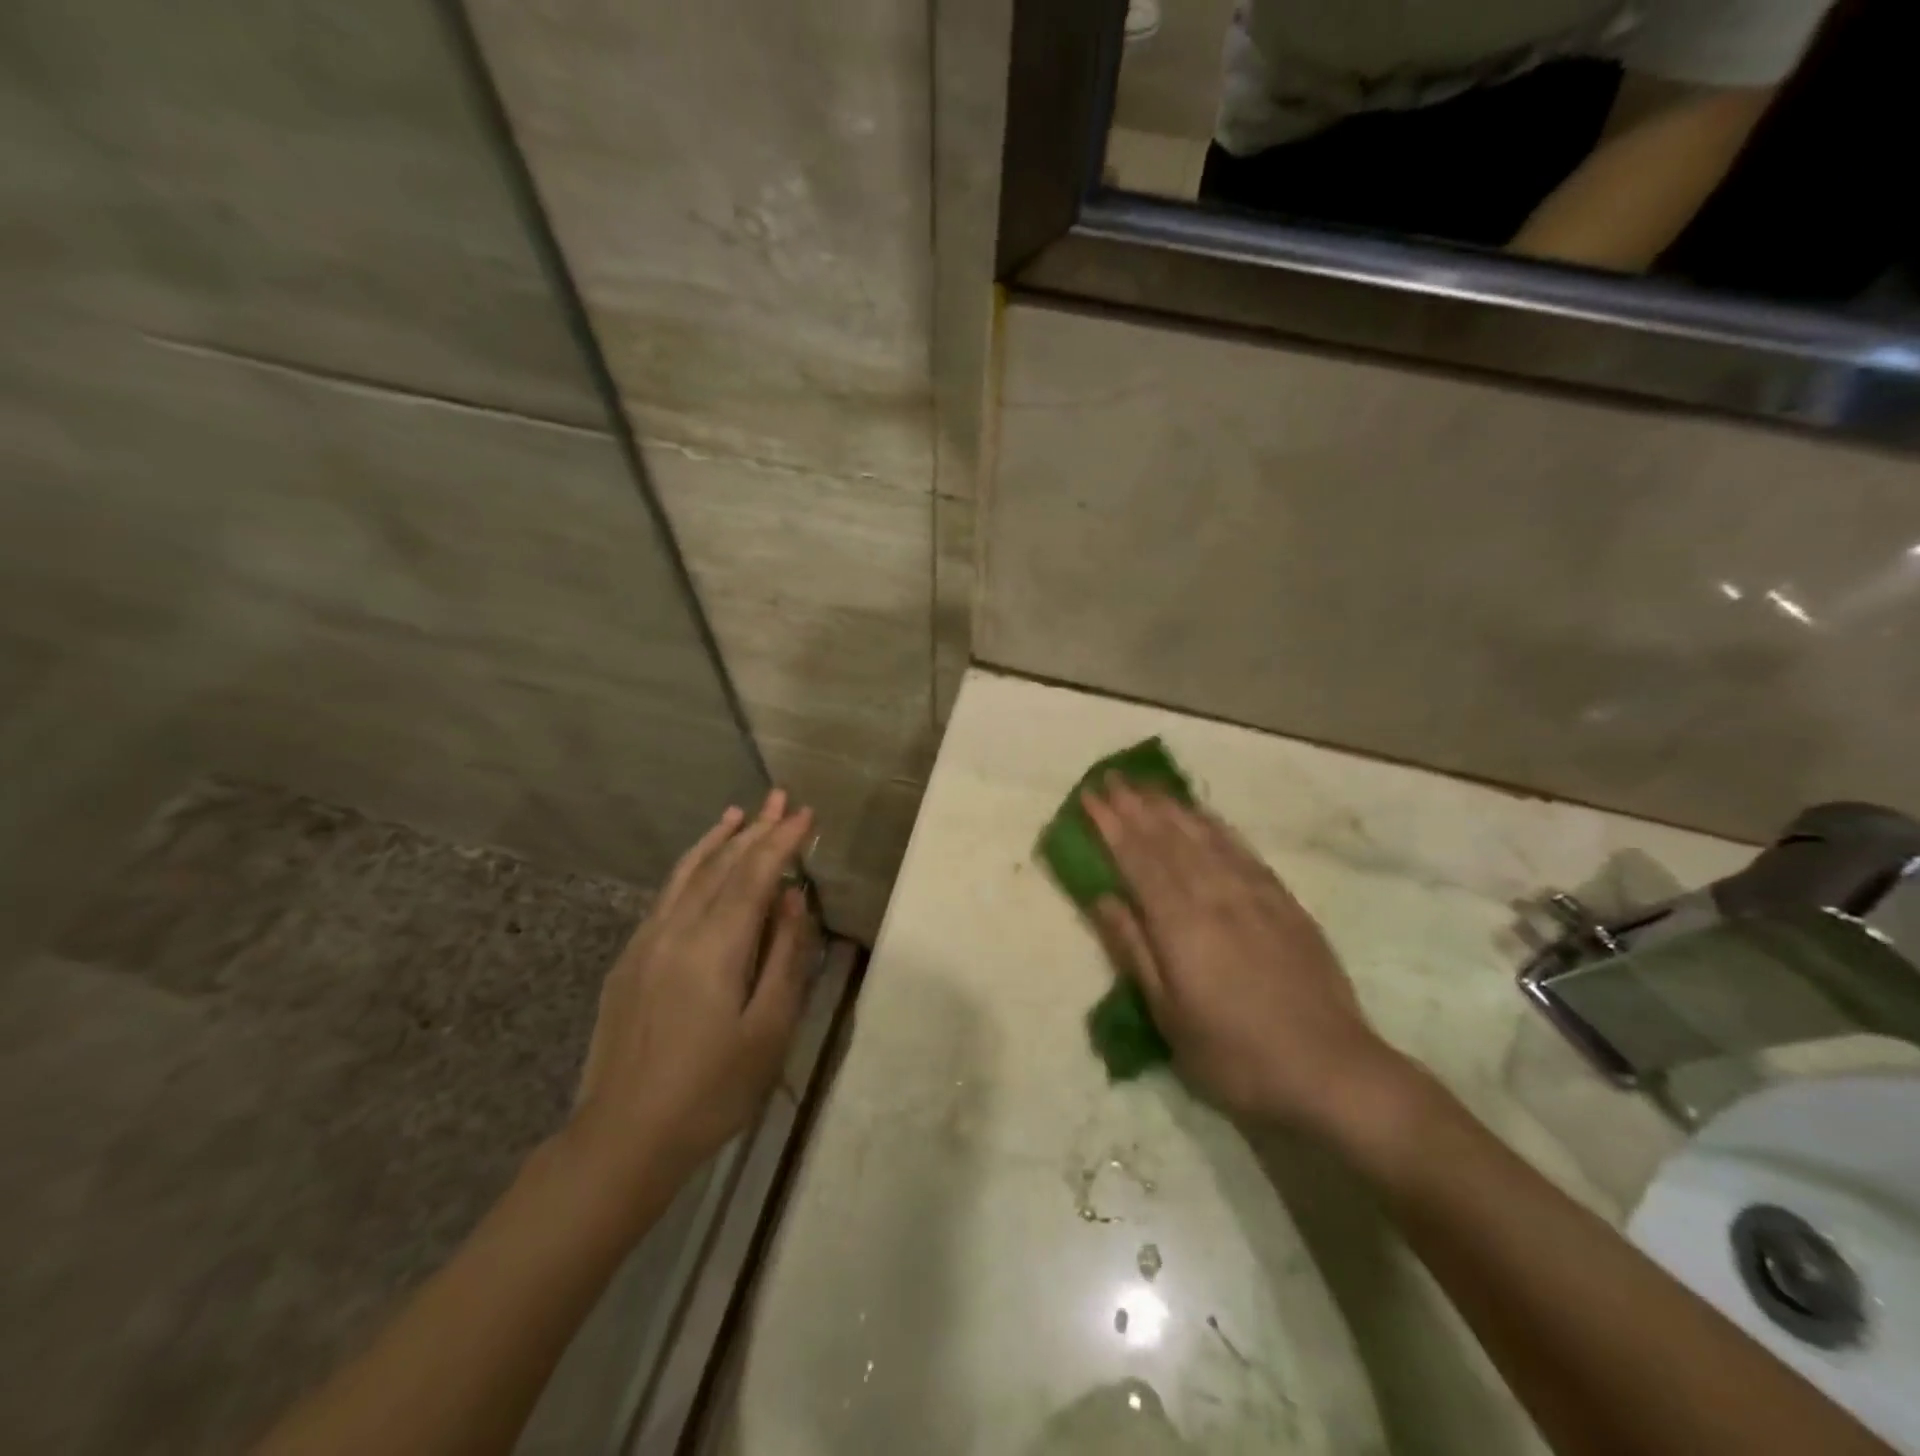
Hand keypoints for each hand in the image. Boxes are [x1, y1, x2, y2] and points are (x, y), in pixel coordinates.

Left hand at [569, 791, 817, 1188]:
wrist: (622, 1139)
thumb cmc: (711, 1090)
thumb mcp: (768, 1029)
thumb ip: (784, 956)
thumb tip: (793, 898)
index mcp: (714, 947)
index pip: (754, 875)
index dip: (782, 841)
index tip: (805, 813)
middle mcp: (675, 931)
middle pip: (721, 866)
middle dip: (755, 829)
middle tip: (781, 797)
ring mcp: (645, 943)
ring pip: (686, 875)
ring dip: (717, 840)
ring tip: (738, 813)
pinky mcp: (629, 961)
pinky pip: (665, 896)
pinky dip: (689, 869)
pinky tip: (698, 865)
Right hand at [1082, 780, 1408, 1130]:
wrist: (1331, 1071)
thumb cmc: (1235, 1055)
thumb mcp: (1169, 1016)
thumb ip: (1134, 949)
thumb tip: (1102, 898)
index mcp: (1179, 922)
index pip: (1136, 858)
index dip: (1110, 824)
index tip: (1090, 795)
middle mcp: (1214, 894)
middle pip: (1168, 838)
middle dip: (1136, 805)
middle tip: (1112, 777)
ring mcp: (1254, 894)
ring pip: (1204, 836)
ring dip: (1172, 807)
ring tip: (1149, 786)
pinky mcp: (1284, 902)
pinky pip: (1242, 850)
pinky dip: (1217, 826)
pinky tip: (1206, 816)